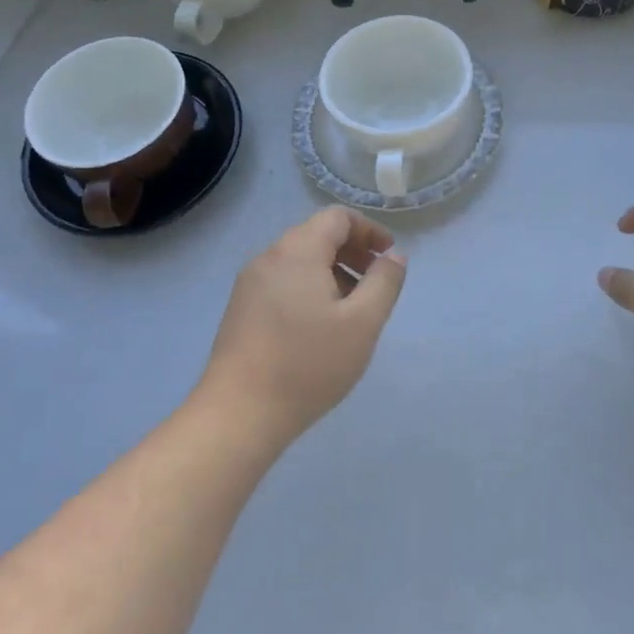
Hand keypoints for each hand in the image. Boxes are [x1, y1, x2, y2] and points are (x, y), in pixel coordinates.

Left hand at [199, 207, 405, 445]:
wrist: (239, 415)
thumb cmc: (308, 364)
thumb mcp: (362, 323)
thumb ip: (384, 282)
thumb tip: (394, 256)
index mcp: (298, 251)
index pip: (338, 218)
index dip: (369, 230)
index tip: (388, 258)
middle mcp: (269, 257)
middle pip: (317, 235)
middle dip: (352, 251)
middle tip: (376, 284)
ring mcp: (250, 284)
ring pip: (300, 260)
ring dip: (333, 272)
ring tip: (352, 310)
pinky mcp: (241, 309)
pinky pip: (283, 281)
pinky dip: (310, 288)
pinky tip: (320, 327)